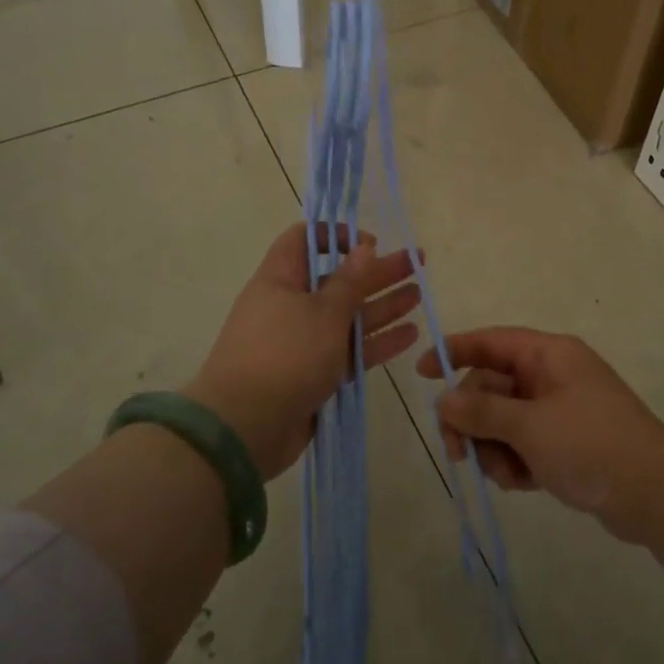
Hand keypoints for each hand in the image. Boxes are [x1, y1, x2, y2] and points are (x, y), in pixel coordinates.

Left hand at [183, 224, 420, 479]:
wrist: (245, 428)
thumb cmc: (284, 355)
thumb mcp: (323, 312)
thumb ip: (350, 281)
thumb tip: (364, 246)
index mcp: (281, 280)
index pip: (303, 240)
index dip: (335, 235)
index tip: (369, 242)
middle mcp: (291, 306)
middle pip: (338, 279)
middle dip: (377, 271)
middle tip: (417, 261)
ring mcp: (303, 343)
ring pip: (349, 317)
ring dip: (383, 305)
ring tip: (419, 294)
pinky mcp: (315, 375)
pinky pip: (350, 351)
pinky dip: (377, 342)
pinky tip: (409, 334)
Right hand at [417, 328, 663, 557]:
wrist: (657, 496)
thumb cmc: (591, 446)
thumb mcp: (530, 426)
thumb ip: (482, 410)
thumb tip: (444, 400)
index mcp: (550, 355)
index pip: (492, 341)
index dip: (455, 351)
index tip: (421, 371)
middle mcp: (553, 375)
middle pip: (492, 386)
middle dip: (473, 419)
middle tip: (458, 453)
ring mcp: (560, 410)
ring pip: (504, 419)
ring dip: (494, 447)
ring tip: (506, 474)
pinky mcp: (566, 443)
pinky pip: (523, 443)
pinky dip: (515, 461)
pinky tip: (522, 483)